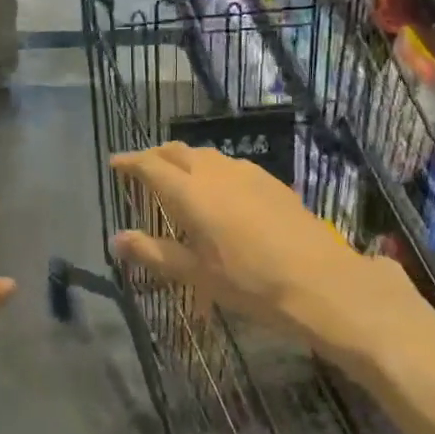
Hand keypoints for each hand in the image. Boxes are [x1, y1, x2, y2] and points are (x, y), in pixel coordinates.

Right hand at [110, 144, 389, 347]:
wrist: (319, 280)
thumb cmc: (248, 282)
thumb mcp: (195, 274)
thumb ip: (153, 252)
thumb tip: (116, 239)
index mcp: (189, 192)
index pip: (150, 165)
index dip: (129, 162)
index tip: (115, 163)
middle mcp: (214, 171)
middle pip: (176, 151)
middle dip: (155, 156)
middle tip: (142, 170)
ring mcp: (246, 173)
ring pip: (205, 154)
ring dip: (184, 160)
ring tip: (177, 179)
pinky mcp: (270, 181)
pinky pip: (229, 165)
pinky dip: (211, 169)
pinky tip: (219, 191)